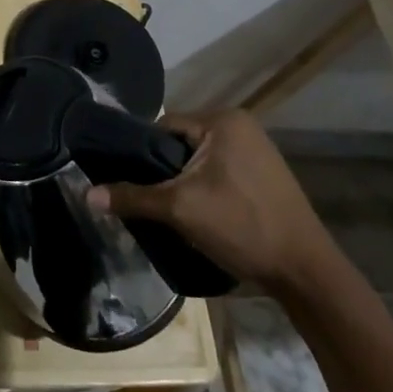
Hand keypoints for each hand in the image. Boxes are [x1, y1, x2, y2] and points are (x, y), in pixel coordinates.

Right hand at [86, 109, 334, 291]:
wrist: (306, 272)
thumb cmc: (243, 227)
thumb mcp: (181, 209)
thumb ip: (133, 197)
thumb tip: (86, 195)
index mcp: (223, 120)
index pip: (163, 126)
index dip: (141, 153)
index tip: (126, 180)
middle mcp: (240, 125)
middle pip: (180, 143)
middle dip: (163, 170)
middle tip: (146, 199)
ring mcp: (256, 150)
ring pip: (198, 160)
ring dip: (182, 182)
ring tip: (168, 210)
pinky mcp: (263, 174)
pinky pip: (218, 172)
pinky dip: (203, 188)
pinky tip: (196, 214)